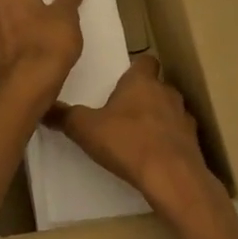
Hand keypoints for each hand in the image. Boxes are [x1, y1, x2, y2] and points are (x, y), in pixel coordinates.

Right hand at [51, 54, 228, 221]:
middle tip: (122, 110)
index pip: (145, 60)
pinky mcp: (194, 144)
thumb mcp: (85, 129)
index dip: (135, 67)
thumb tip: (43, 107)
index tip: (122, 77)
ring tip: (138, 136)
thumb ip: (64, 117)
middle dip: (142, 96)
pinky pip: (178, 136)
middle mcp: (166, 93)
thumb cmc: (127, 142)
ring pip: (170, 111)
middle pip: (156, 86)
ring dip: (157, 119)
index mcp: (141, 82)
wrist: (172, 178)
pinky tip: (154, 157)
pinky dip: (168, 142)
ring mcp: (184, 118)